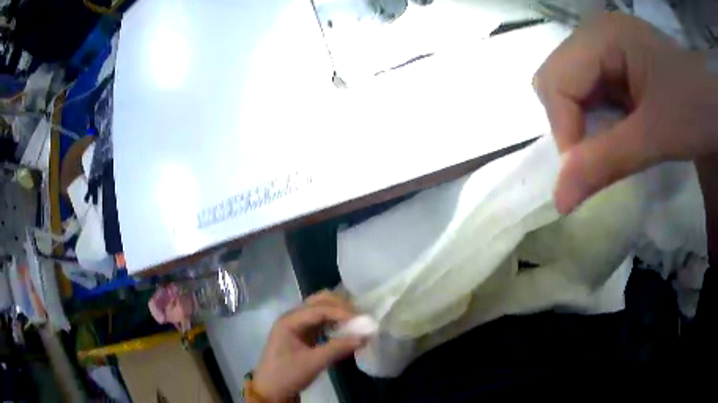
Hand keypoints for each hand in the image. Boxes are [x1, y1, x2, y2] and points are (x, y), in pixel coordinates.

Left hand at [253, 291, 365, 401]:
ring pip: (321, 309)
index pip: (319, 309)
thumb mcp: (313, 363)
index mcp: (289, 320)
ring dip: (339, 312)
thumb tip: (365, 336)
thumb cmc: (287, 374)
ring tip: (357, 322)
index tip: (362, 321)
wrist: (271, 389)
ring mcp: (297, 324)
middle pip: (319, 301)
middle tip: (361, 317)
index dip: (342, 312)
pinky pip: (321, 320)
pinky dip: (335, 322)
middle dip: (341, 306)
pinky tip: (346, 329)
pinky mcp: (303, 333)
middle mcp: (293, 317)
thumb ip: (338, 348)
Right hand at [533, 12, 717, 213]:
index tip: (583, 173)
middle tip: (595, 157)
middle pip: (557, 80)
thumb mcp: (656, 135)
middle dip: (569, 125)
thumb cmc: (695, 107)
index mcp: (601, 35)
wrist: (712, 103)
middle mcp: (596, 34)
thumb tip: (558, 201)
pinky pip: (592, 93)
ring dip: (583, 124)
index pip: (556, 81)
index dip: (564, 130)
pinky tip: (618, 130)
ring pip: (571, 88)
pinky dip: (598, 120)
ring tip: (610, 143)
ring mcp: (607, 48)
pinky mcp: (619, 65)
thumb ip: (607, 163)